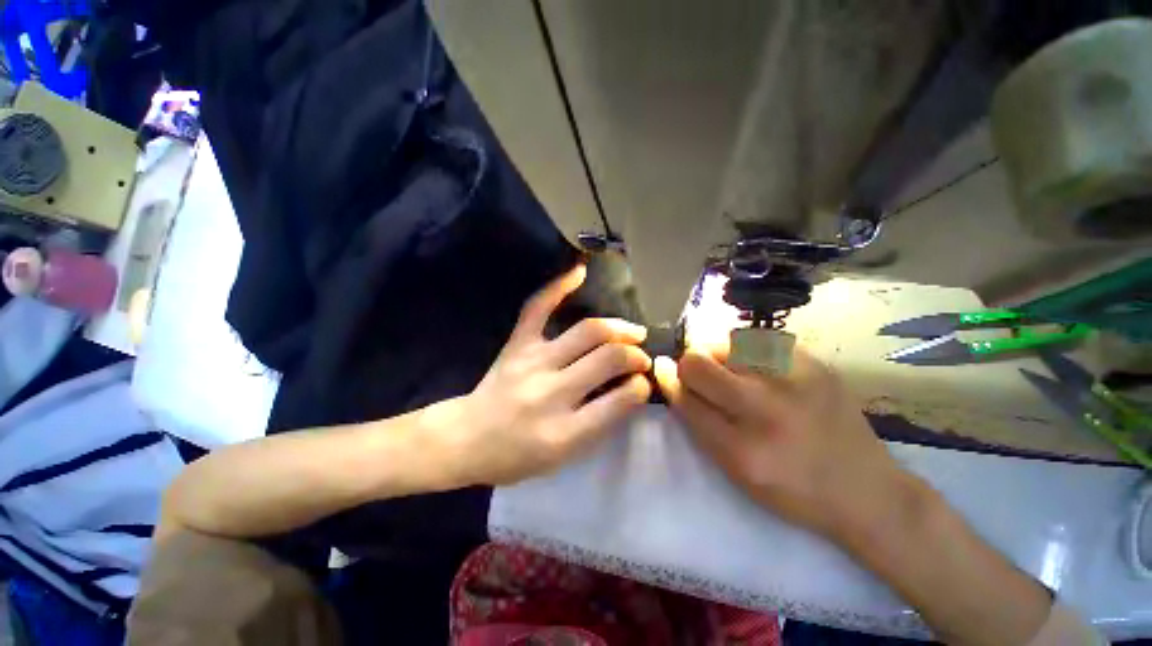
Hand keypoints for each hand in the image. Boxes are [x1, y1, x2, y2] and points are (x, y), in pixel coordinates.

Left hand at [439, 265, 652, 485]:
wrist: (465, 438)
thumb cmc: (516, 456)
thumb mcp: (563, 457)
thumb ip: (599, 424)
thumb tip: (630, 387)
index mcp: (563, 432)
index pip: (618, 401)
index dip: (639, 386)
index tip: (644, 380)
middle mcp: (551, 392)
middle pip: (608, 358)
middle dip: (634, 354)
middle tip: (641, 355)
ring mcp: (532, 361)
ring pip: (587, 332)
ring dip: (618, 328)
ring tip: (632, 331)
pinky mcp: (516, 344)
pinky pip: (538, 308)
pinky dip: (559, 286)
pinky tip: (579, 271)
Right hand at [655, 346, 908, 541]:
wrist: (867, 491)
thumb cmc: (791, 489)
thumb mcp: (735, 470)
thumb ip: (698, 421)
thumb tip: (671, 375)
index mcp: (741, 449)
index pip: (684, 397)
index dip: (667, 378)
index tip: (662, 367)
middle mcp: (766, 410)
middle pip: (698, 362)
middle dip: (689, 364)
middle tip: (700, 373)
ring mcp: (794, 381)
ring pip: (726, 342)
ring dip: (718, 354)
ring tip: (734, 371)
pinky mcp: (814, 364)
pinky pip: (759, 340)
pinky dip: (747, 350)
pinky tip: (761, 368)